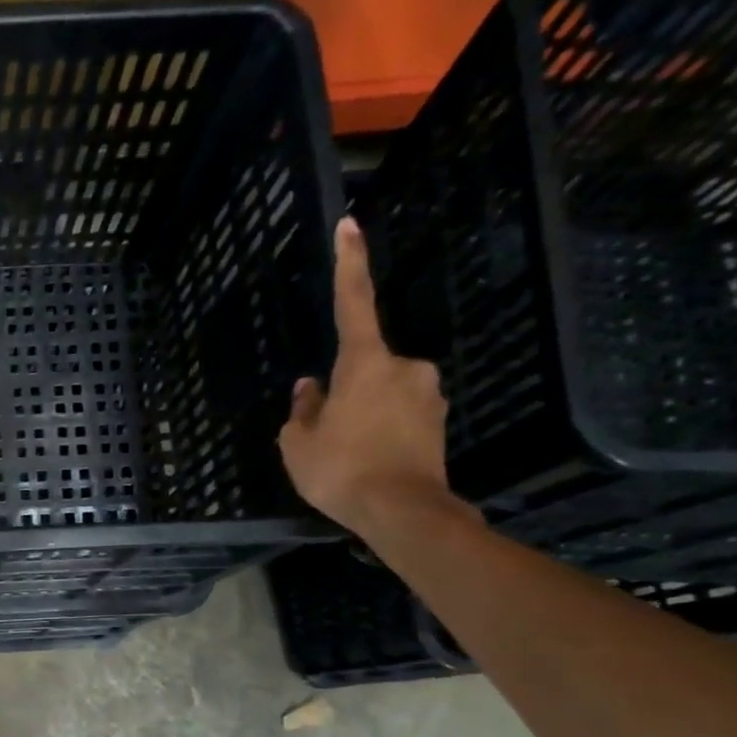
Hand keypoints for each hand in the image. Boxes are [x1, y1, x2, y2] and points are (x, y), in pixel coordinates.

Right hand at [279, 218, 475, 539]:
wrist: (403, 512)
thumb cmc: (341, 470)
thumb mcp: (298, 442)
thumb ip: (303, 409)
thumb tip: (311, 389)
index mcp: (365, 363)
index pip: (354, 303)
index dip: (350, 264)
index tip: (350, 225)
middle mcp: (404, 367)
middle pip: (363, 366)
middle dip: (343, 390)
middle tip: (326, 432)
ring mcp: (427, 394)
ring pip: (380, 393)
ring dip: (361, 413)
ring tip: (345, 455)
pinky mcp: (438, 421)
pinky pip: (398, 414)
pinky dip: (380, 430)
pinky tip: (368, 461)